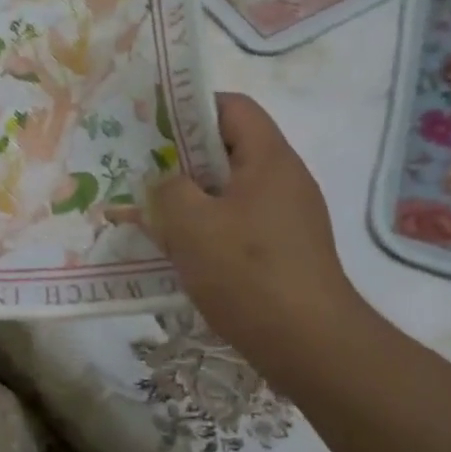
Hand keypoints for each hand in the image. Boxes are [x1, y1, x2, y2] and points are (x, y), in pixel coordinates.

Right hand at [151, 93, 367, 384]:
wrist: (309, 345)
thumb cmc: (248, 273)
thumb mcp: (191, 224)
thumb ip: (167, 191)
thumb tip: (164, 184)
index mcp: (269, 159)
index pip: (232, 107)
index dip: (190, 106)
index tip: (151, 126)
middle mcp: (284, 180)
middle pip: (229, 148)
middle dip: (182, 157)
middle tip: (141, 171)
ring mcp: (287, 217)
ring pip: (229, 190)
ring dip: (191, 197)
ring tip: (150, 211)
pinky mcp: (284, 250)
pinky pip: (238, 223)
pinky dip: (207, 227)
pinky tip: (179, 249)